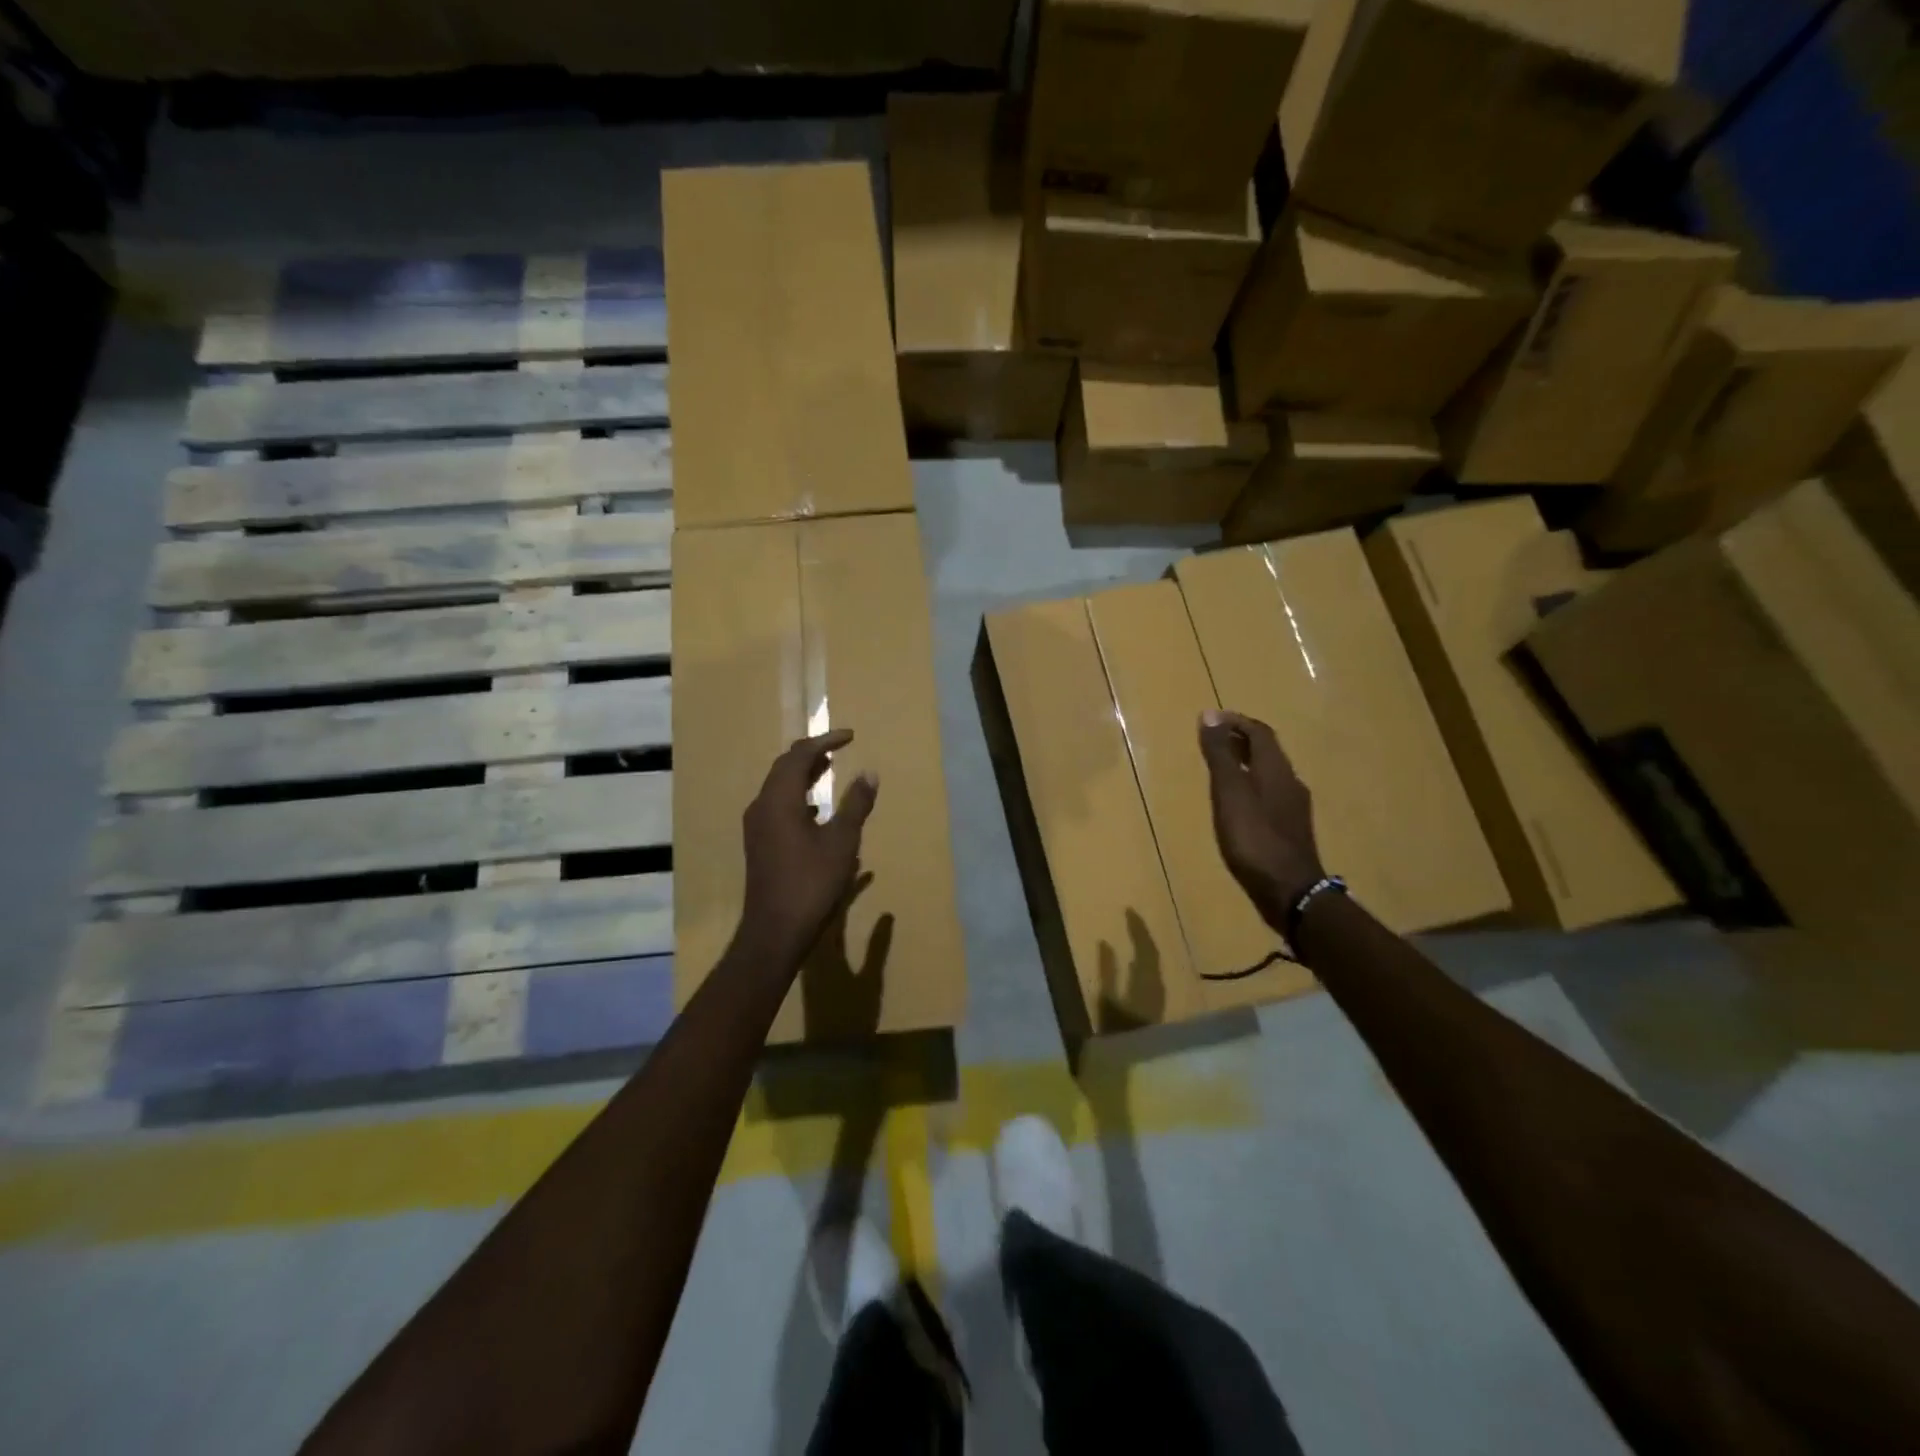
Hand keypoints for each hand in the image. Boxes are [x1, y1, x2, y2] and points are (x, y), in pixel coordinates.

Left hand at [739, 729, 878, 965]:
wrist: (774, 931)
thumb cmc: (811, 883)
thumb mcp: (842, 842)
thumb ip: (855, 805)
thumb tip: (869, 773)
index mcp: (779, 799)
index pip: (799, 755)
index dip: (825, 741)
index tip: (850, 736)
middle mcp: (761, 806)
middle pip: (784, 767)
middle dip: (812, 754)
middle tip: (838, 748)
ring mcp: (757, 826)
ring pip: (778, 787)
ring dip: (803, 774)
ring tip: (829, 770)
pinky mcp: (759, 843)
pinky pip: (777, 806)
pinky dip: (797, 796)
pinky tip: (815, 810)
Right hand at [1198, 709, 1324, 930]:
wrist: (1291, 891)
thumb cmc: (1254, 838)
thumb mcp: (1229, 792)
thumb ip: (1220, 755)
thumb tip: (1209, 715)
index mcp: (1276, 769)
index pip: (1259, 732)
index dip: (1235, 721)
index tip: (1210, 719)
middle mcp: (1290, 782)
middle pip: (1267, 751)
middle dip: (1240, 739)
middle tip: (1213, 739)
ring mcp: (1293, 808)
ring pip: (1269, 773)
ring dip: (1246, 762)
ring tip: (1221, 768)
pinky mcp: (1291, 829)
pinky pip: (1270, 794)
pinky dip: (1251, 785)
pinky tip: (1238, 803)